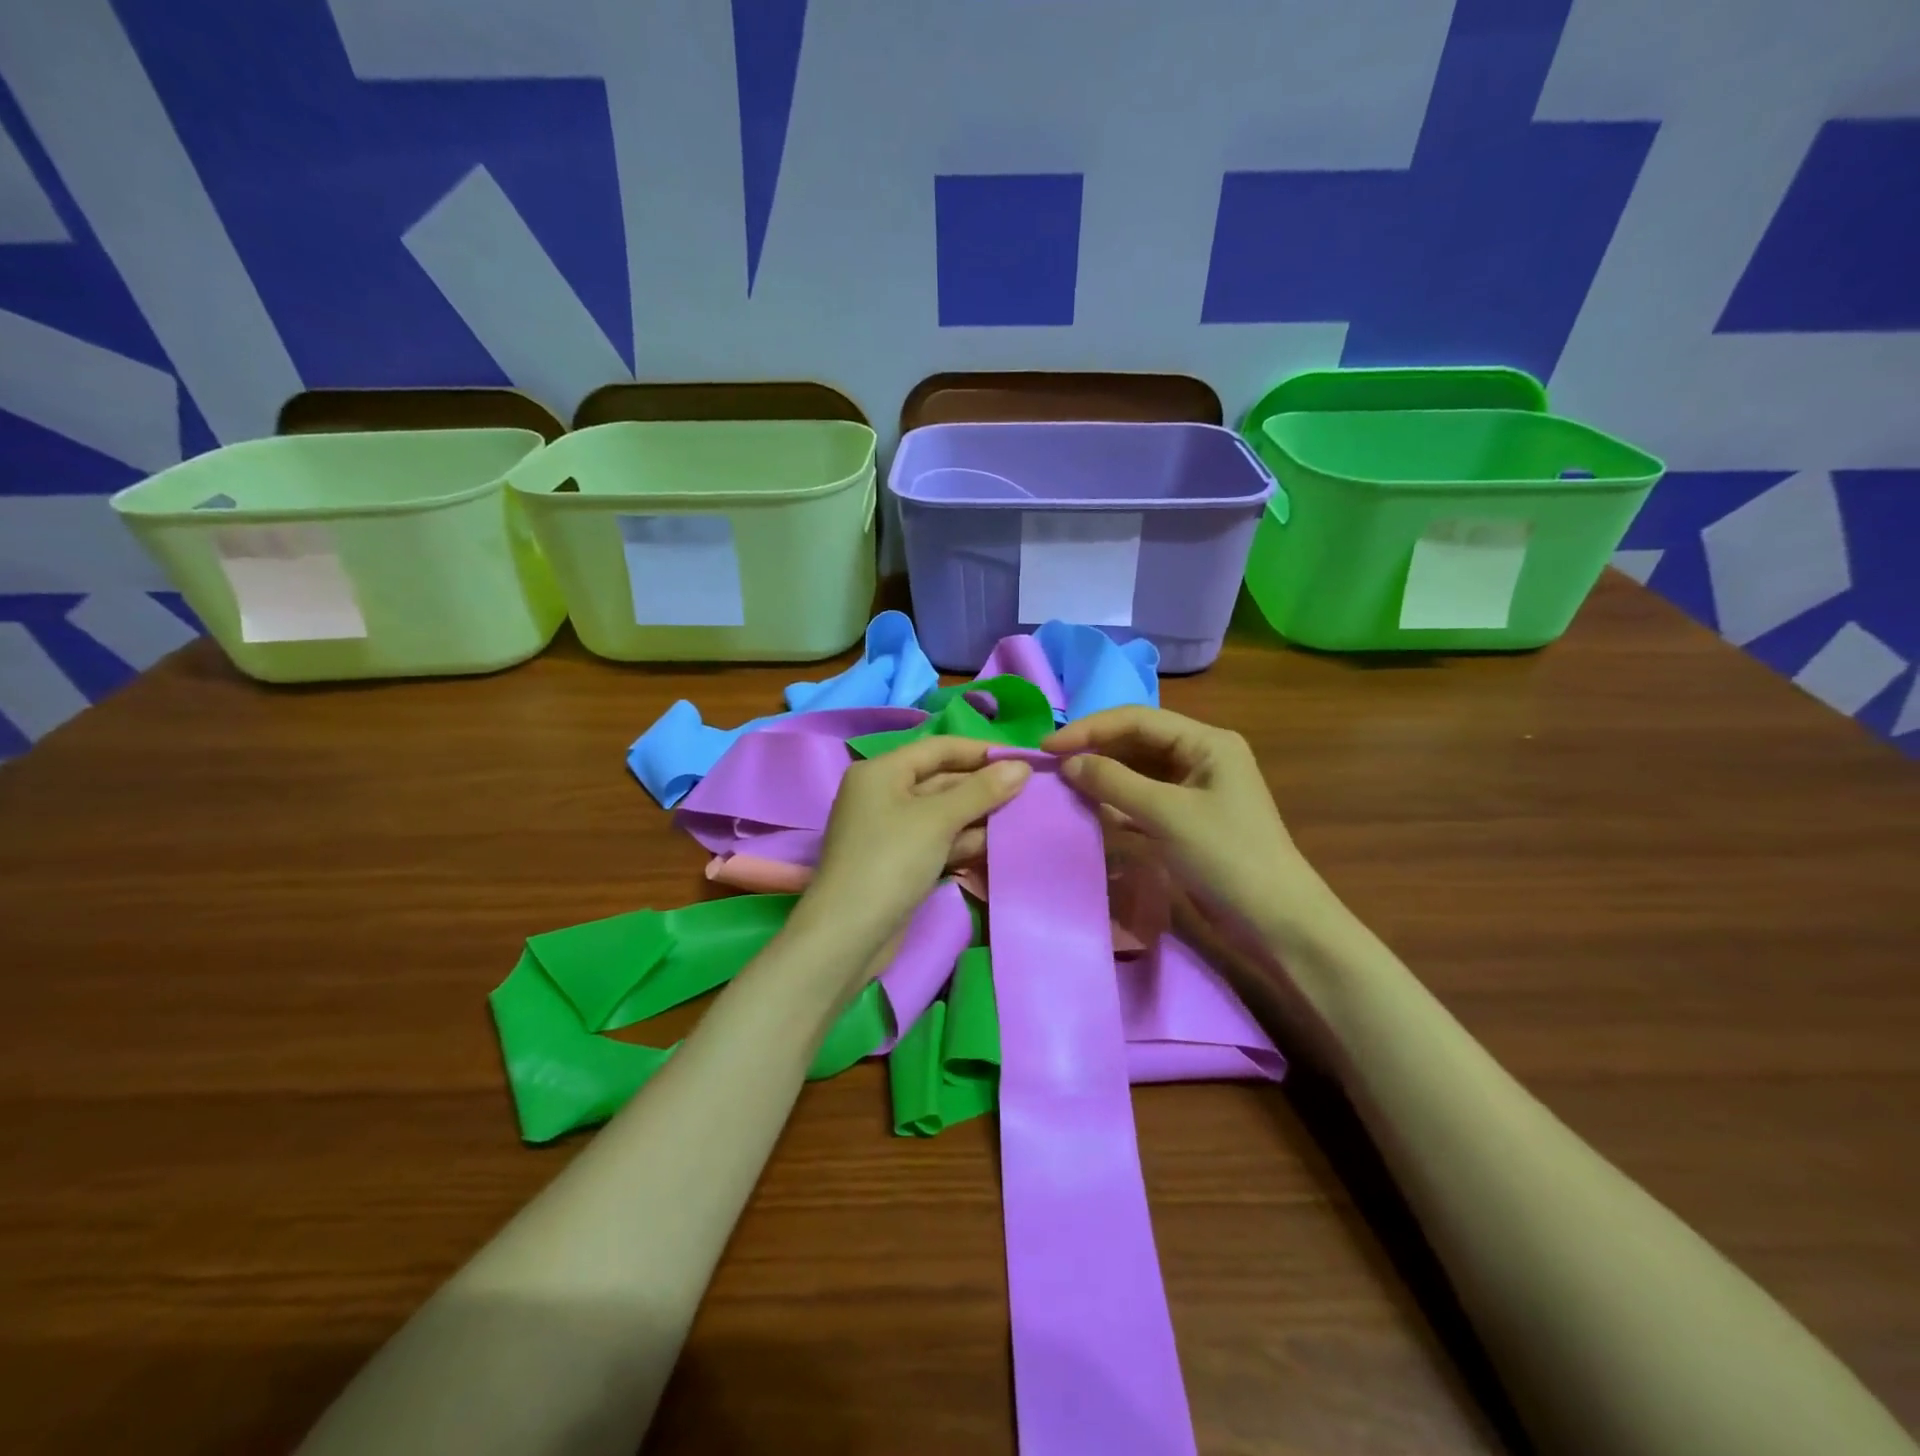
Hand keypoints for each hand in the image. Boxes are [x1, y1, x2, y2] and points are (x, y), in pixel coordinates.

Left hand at [795, 736, 1030, 955]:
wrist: (848, 935)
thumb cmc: (890, 862)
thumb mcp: (937, 820)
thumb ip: (981, 791)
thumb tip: (1022, 766)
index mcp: (881, 772)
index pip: (938, 748)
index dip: (981, 751)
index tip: (1022, 759)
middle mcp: (882, 794)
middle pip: (941, 779)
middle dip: (982, 786)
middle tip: (1029, 792)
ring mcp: (890, 830)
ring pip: (942, 812)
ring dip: (977, 815)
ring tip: (1021, 817)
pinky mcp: (899, 860)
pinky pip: (937, 839)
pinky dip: (963, 840)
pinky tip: (995, 844)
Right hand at [1043, 707, 1317, 935]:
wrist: (1275, 921)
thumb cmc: (1226, 856)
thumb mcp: (1166, 814)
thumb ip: (1114, 782)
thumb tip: (1067, 763)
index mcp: (1206, 742)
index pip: (1137, 719)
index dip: (1089, 729)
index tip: (1047, 747)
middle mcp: (1200, 757)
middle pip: (1136, 742)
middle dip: (1095, 751)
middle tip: (1050, 765)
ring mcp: (1193, 790)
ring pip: (1137, 771)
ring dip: (1103, 777)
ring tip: (1062, 785)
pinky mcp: (1185, 820)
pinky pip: (1142, 800)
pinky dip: (1116, 803)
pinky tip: (1090, 810)